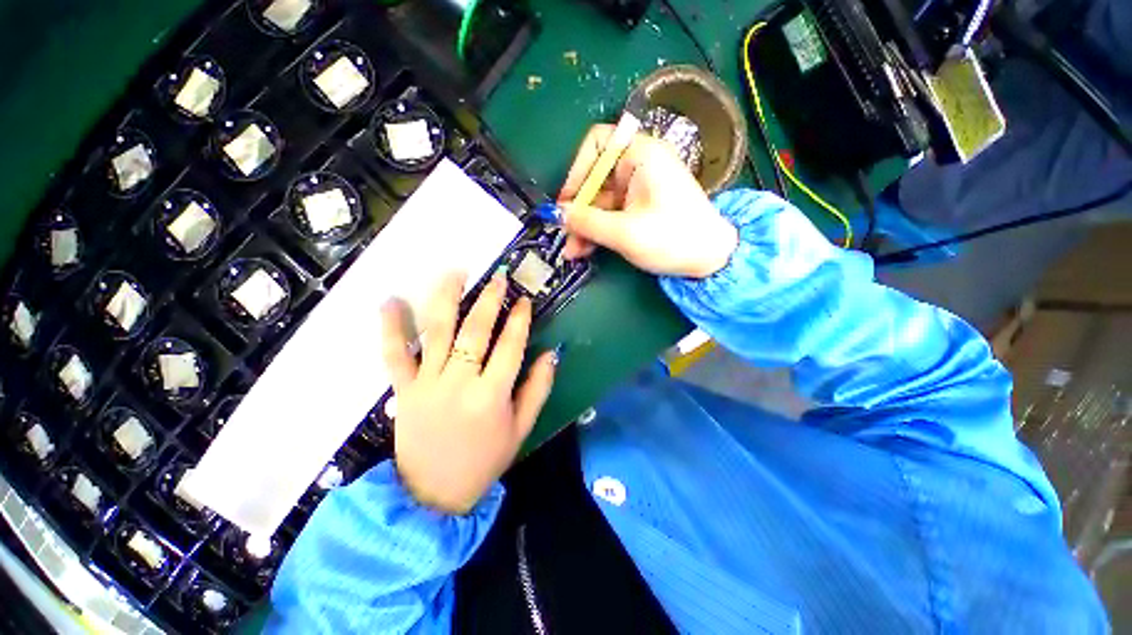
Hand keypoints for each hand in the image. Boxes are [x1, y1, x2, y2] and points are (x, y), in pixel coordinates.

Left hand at [381, 273, 557, 514]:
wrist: (432, 495)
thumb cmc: (485, 461)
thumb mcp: (521, 429)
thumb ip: (538, 389)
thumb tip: (552, 353)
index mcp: (491, 396)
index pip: (510, 346)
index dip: (519, 320)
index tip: (524, 300)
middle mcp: (459, 383)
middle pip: (475, 331)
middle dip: (489, 300)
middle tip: (498, 278)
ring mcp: (427, 384)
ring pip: (437, 332)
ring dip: (446, 298)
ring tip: (455, 272)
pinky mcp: (403, 390)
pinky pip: (393, 354)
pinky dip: (390, 327)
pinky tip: (390, 300)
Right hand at [558, 124, 738, 278]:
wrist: (709, 259)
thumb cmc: (672, 238)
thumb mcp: (625, 232)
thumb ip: (587, 222)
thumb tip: (557, 215)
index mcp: (641, 154)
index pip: (598, 143)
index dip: (578, 170)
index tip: (567, 201)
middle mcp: (638, 165)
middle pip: (595, 179)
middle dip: (578, 210)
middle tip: (565, 236)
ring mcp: (638, 189)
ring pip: (600, 202)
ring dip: (584, 226)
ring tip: (572, 251)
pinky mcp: (639, 209)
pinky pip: (610, 214)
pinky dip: (597, 230)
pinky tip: (584, 250)